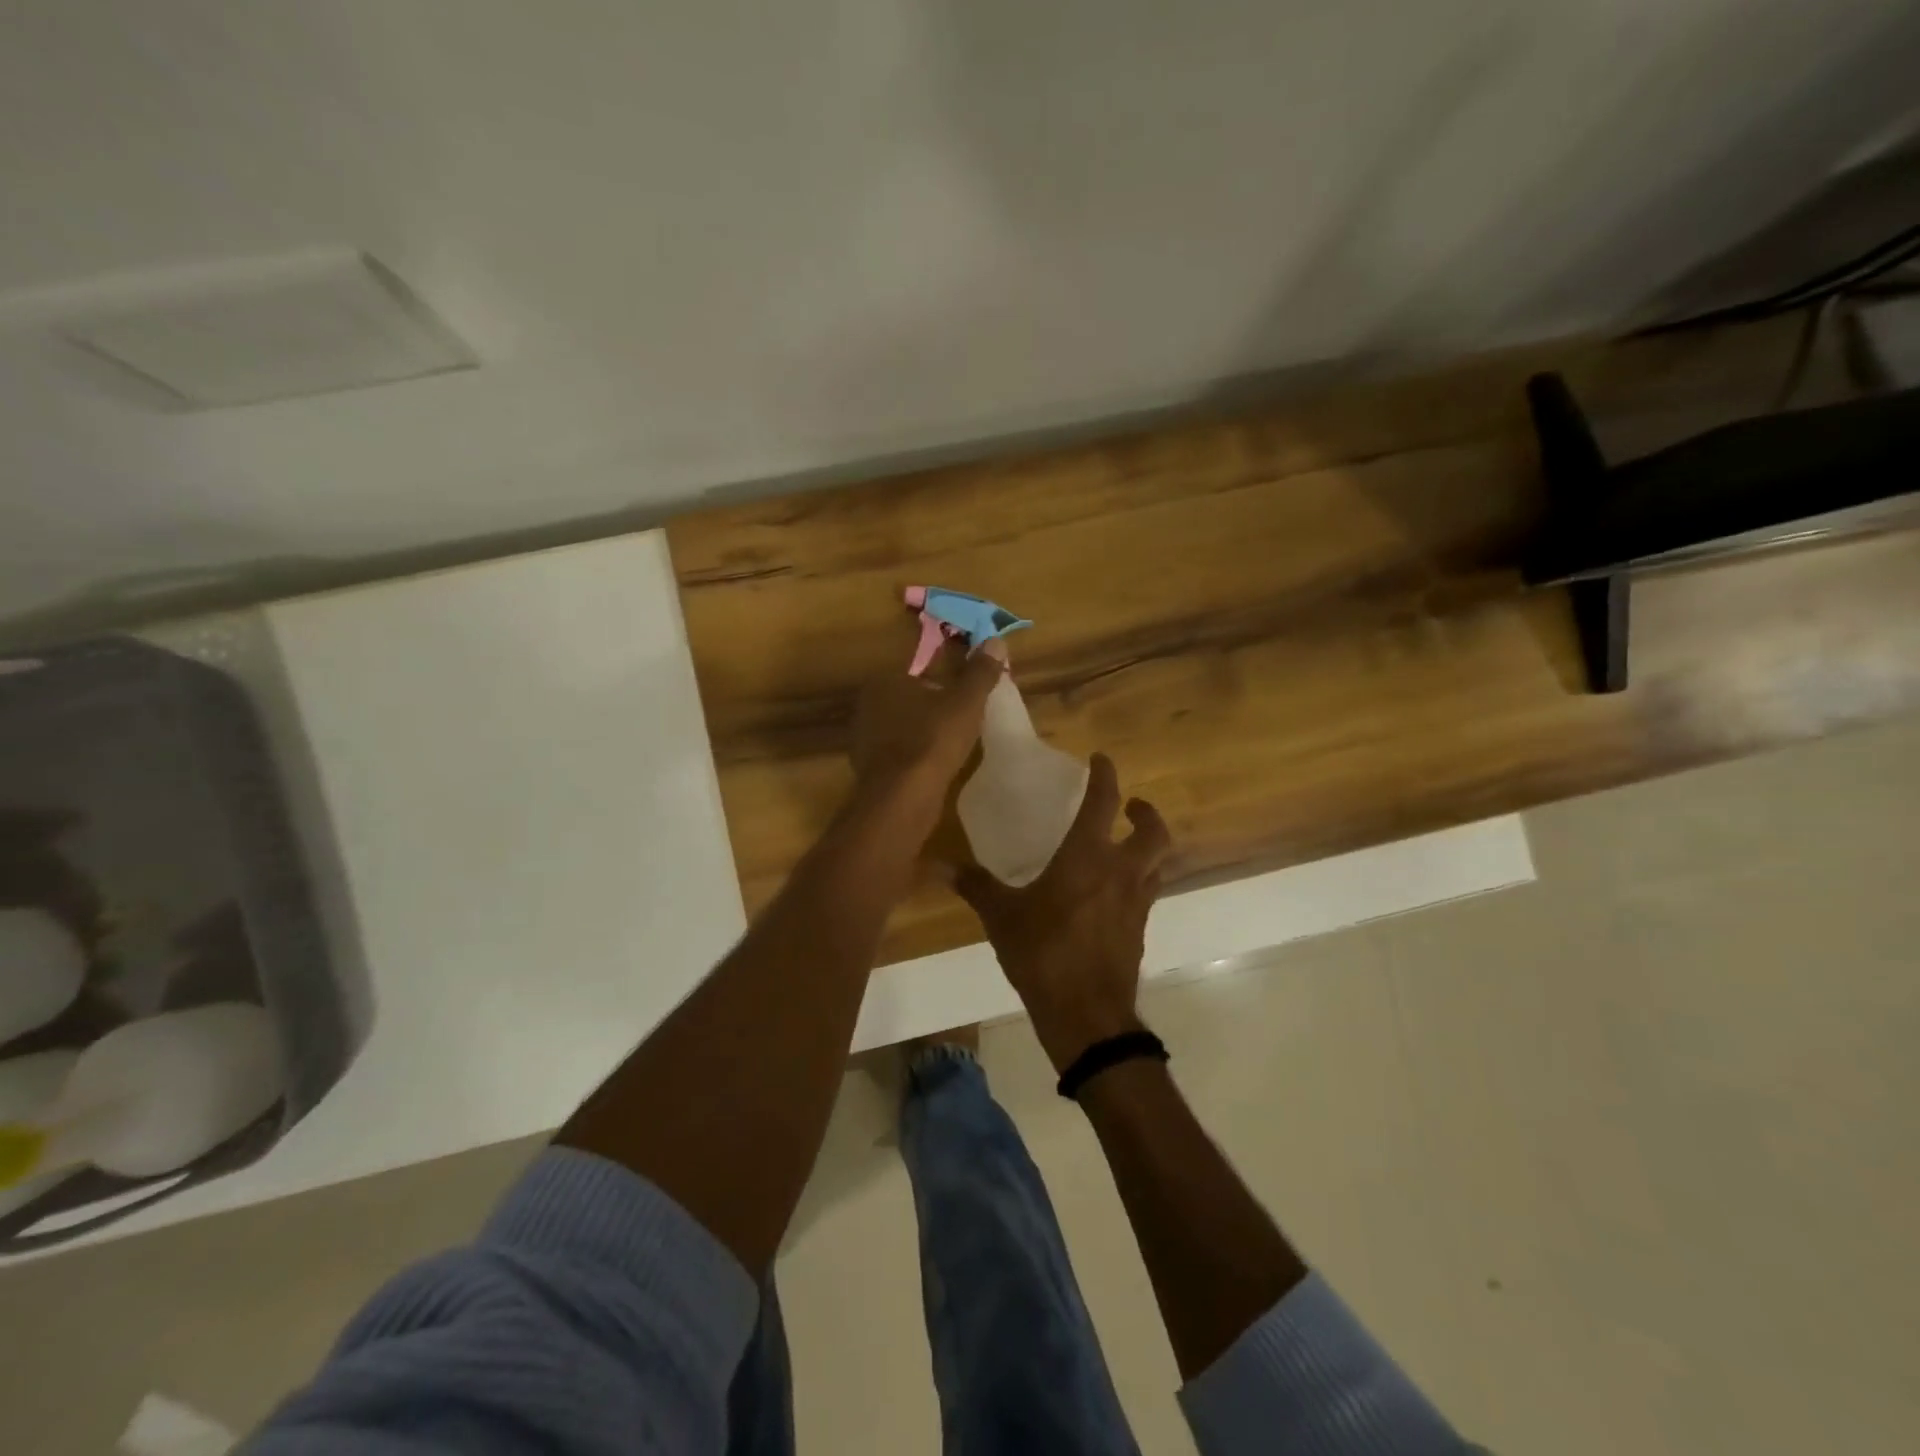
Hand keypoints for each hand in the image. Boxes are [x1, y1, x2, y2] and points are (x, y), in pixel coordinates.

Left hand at [851, 637, 1005, 827]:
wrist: (903, 797)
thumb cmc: (933, 739)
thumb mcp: (966, 702)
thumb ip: (980, 672)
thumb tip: (995, 640)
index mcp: (886, 680)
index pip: (919, 670)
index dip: (945, 680)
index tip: (965, 694)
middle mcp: (868, 705)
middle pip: (910, 699)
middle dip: (934, 707)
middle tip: (964, 719)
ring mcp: (865, 739)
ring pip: (903, 727)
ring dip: (924, 732)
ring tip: (953, 744)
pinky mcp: (869, 768)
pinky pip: (898, 753)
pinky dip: (914, 756)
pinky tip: (934, 766)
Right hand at [954, 753, 1172, 1071]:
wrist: (1087, 1015)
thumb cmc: (1044, 953)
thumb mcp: (1002, 917)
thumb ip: (975, 886)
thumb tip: (937, 864)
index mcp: (1088, 856)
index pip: (1104, 802)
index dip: (1105, 775)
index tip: (1101, 759)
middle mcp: (1121, 872)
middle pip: (1154, 832)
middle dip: (1146, 813)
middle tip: (1130, 806)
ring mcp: (1136, 903)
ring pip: (1158, 863)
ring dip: (1149, 847)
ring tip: (1128, 845)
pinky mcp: (1139, 931)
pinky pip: (1147, 893)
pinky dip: (1138, 882)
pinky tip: (1114, 894)